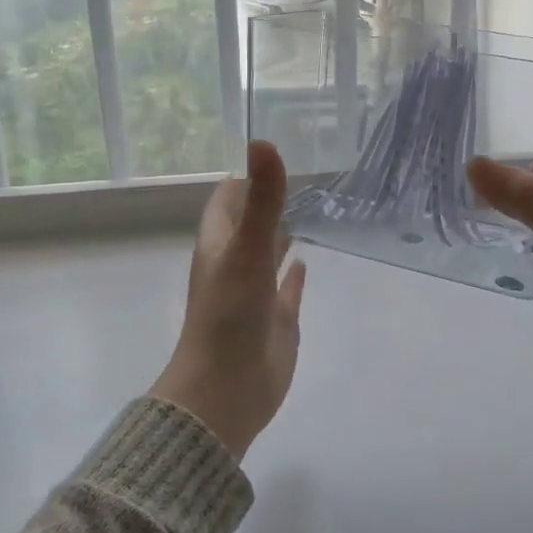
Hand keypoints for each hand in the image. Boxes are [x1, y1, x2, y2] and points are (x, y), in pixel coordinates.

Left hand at [151, 140, 307, 458]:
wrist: (226, 391)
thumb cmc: (229, 316)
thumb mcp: (246, 251)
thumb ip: (263, 200)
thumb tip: (263, 141)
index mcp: (221, 244)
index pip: (228, 199)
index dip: (247, 177)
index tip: (276, 153)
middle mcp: (236, 263)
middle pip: (251, 223)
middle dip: (270, 201)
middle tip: (305, 176)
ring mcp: (256, 292)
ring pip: (269, 253)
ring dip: (284, 233)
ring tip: (312, 208)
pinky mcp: (277, 319)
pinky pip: (287, 289)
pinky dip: (294, 273)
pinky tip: (306, 261)